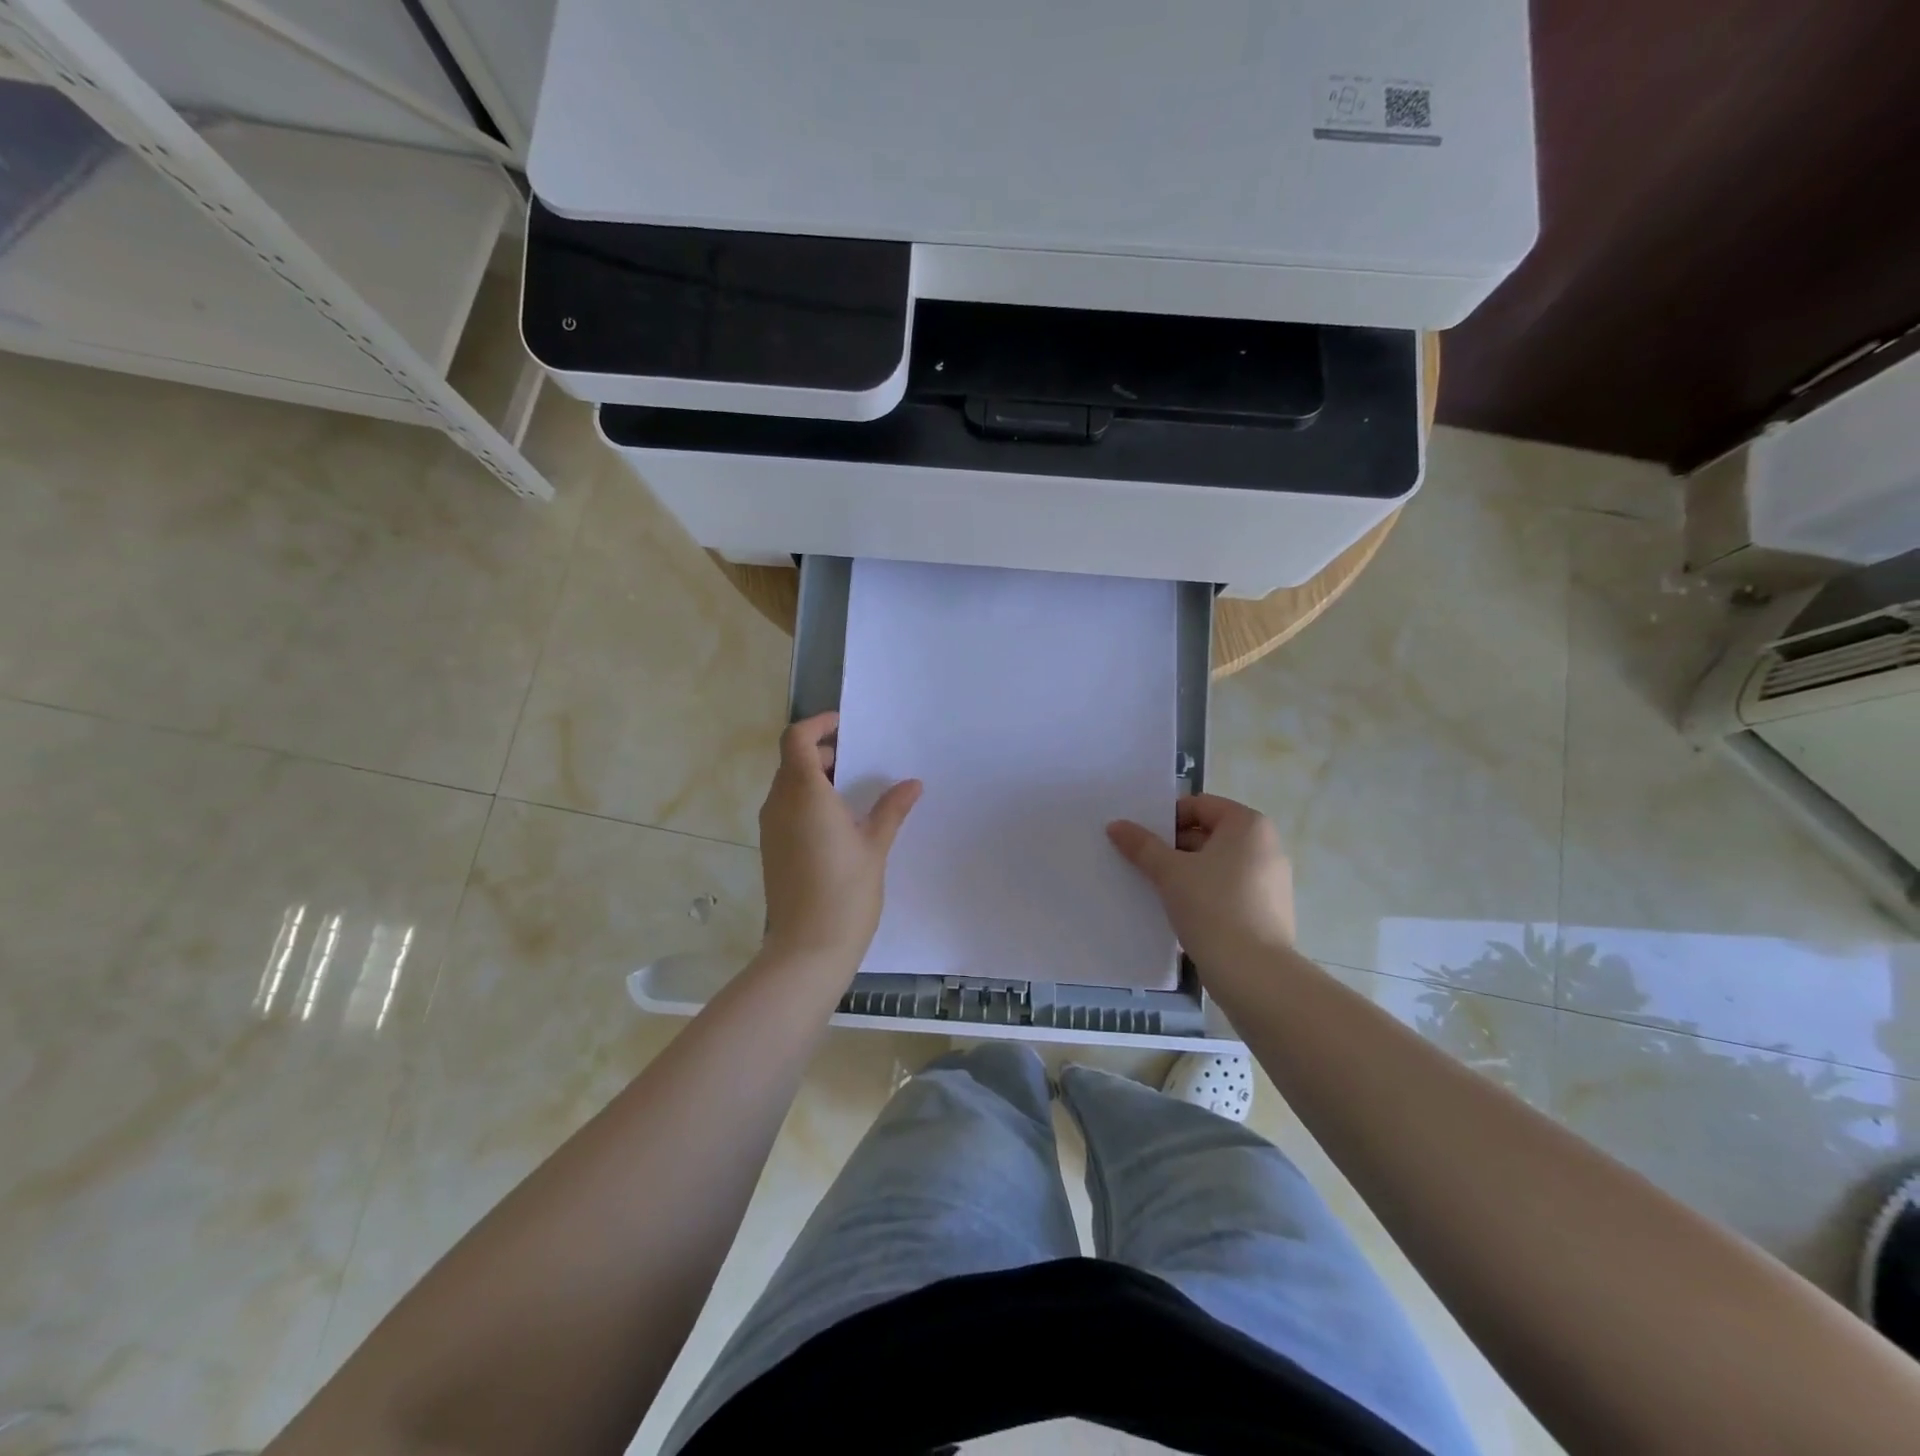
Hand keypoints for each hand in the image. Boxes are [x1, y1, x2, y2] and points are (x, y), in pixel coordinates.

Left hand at [758, 712, 921, 970]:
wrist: (808, 948)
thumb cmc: (846, 891)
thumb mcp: (875, 846)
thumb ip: (891, 809)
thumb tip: (912, 784)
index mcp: (804, 793)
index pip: (797, 739)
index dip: (818, 726)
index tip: (845, 727)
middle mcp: (780, 804)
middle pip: (793, 761)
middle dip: (824, 753)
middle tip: (861, 762)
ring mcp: (771, 828)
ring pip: (789, 786)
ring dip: (816, 779)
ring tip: (854, 793)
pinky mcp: (772, 848)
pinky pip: (787, 809)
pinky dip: (808, 802)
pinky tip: (839, 824)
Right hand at [1107, 793, 1295, 982]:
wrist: (1253, 973)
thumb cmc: (1213, 907)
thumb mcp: (1169, 872)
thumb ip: (1142, 845)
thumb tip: (1116, 825)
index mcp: (1248, 825)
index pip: (1198, 805)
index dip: (1166, 819)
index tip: (1142, 840)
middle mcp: (1266, 845)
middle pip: (1208, 834)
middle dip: (1173, 847)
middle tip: (1143, 864)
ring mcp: (1271, 879)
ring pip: (1217, 864)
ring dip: (1187, 871)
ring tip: (1157, 889)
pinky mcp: (1268, 909)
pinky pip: (1229, 888)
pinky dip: (1205, 893)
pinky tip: (1182, 912)